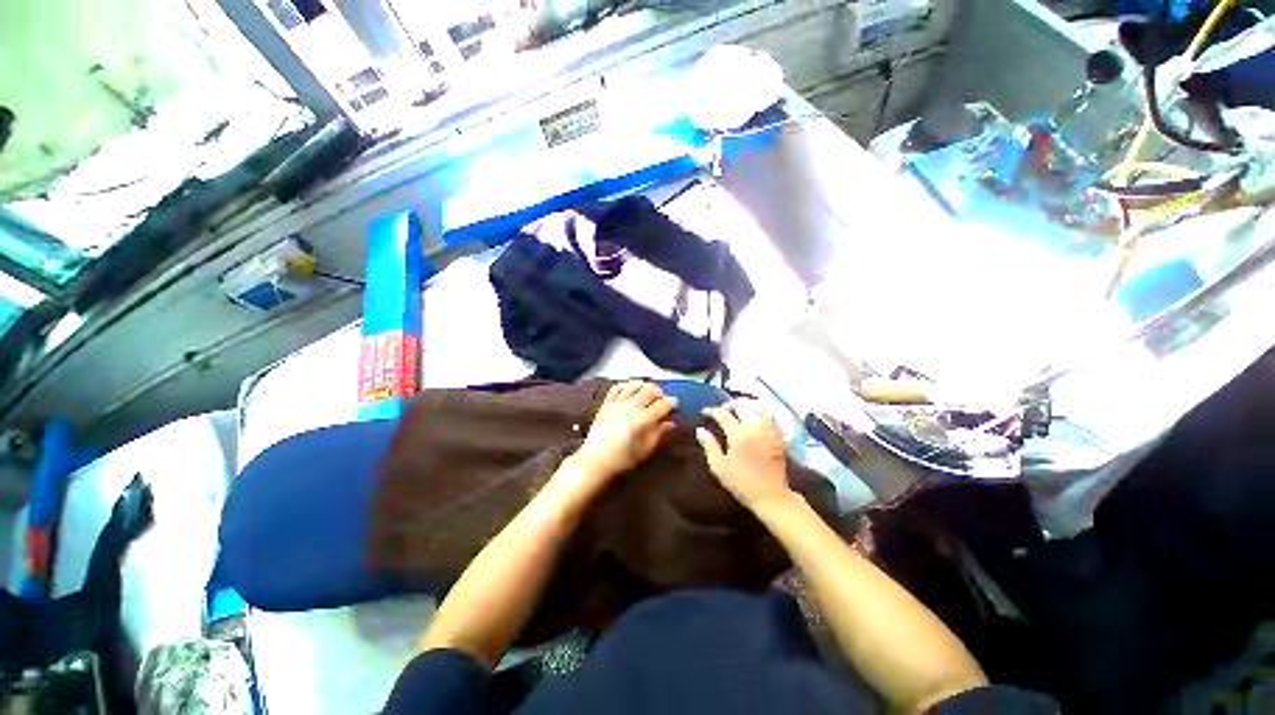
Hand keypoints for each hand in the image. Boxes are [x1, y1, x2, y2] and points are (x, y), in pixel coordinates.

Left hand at [574, 382, 677, 482]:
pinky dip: (626, 385)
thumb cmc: (622, 458)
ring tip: (647, 394)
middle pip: (650, 389)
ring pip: (635, 385)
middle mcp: (631, 407)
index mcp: (643, 419)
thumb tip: (669, 423)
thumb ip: (658, 433)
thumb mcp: (645, 449)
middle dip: (659, 392)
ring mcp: (617, 403)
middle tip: (661, 399)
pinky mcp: (606, 403)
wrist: (595, 460)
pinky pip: (617, 387)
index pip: (663, 404)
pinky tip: (630, 390)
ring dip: (644, 386)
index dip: (672, 403)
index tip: (674, 405)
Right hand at [697, 400, 792, 510]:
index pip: (723, 414)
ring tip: (740, 411)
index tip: (705, 412)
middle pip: (742, 406)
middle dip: (730, 405)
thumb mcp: (719, 468)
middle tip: (722, 410)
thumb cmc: (742, 484)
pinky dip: (763, 414)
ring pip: (759, 409)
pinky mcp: (780, 437)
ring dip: (747, 406)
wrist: (771, 497)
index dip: (712, 411)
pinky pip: (772, 418)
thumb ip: (709, 446)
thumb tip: (700, 430)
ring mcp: (770, 431)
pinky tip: (757, 419)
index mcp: (738, 435)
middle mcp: (755, 428)